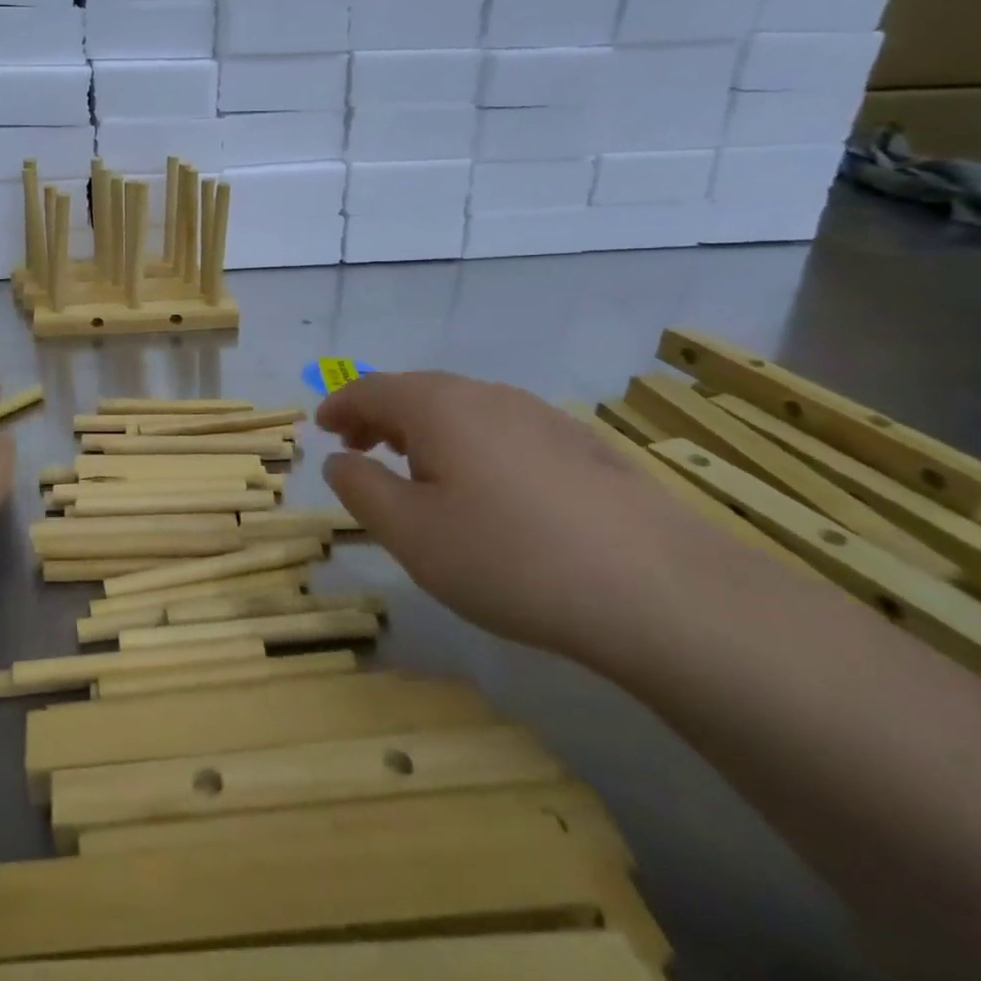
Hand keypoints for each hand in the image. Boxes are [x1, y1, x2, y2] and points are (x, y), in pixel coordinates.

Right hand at [317, 372, 714, 659]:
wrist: (659, 590)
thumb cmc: (508, 557)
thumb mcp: (410, 533)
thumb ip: (360, 489)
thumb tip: (340, 461)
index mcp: (436, 405)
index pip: (370, 389)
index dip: (339, 406)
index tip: (321, 429)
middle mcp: (486, 395)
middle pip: (416, 392)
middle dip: (379, 417)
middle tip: (359, 450)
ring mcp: (540, 416)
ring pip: (463, 410)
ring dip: (425, 431)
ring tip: (417, 469)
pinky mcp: (581, 446)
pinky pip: (503, 430)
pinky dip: (471, 445)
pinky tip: (487, 488)